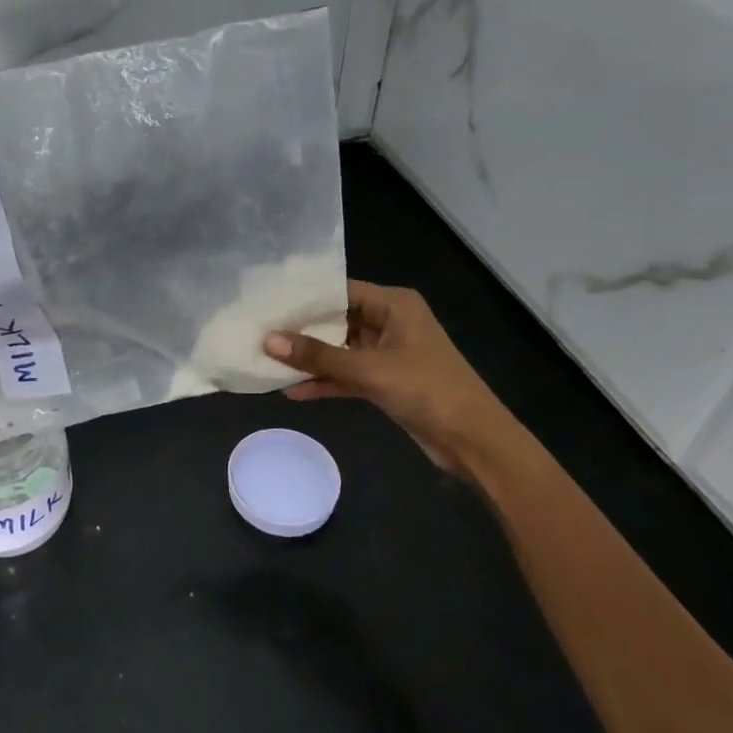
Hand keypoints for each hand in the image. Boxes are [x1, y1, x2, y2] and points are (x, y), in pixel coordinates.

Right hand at [263, 280, 505, 471]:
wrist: (474, 441)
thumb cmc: (427, 390)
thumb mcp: (369, 370)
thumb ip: (318, 356)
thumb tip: (268, 340)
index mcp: (394, 305)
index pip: (340, 290)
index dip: (304, 298)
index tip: (267, 303)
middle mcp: (390, 322)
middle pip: (336, 320)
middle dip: (301, 330)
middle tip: (259, 331)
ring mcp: (388, 353)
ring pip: (339, 350)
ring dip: (311, 359)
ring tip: (267, 361)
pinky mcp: (386, 381)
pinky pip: (348, 375)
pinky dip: (326, 381)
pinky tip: (293, 391)